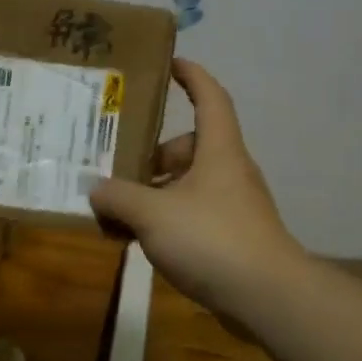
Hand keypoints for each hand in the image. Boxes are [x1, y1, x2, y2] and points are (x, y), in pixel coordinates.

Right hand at [89, 60, 305, 310]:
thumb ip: (118, 197)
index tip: (169, 63)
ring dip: (155, 191)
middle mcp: (229, 170)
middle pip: (190, 146)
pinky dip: (166, 219)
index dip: (191, 75)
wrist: (267, 297)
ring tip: (117, 207)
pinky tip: (138, 240)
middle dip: (153, 152)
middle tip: (116, 162)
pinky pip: (192, 215)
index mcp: (218, 149)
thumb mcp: (153, 214)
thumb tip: (94, 189)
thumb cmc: (212, 239)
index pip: (210, 97)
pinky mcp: (232, 237)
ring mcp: (233, 205)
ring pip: (188, 184)